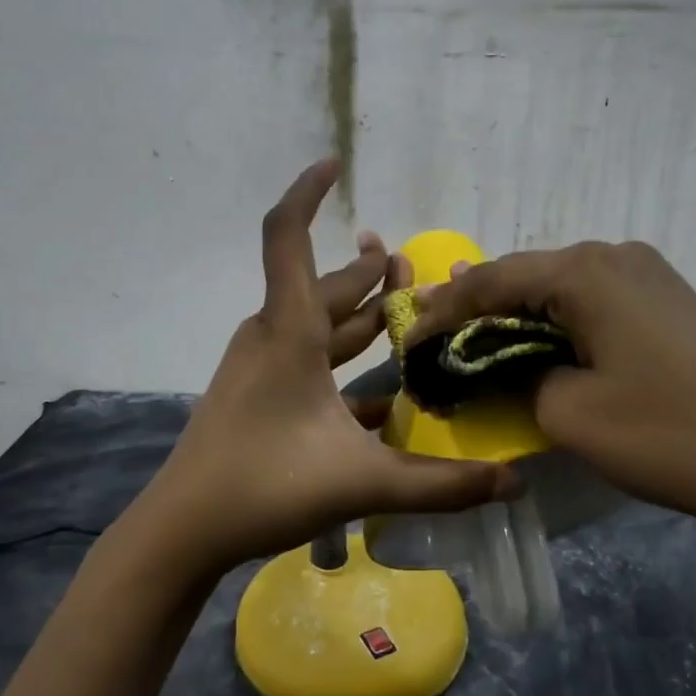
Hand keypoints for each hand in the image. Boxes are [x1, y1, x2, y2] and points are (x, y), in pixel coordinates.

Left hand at [146, 160, 516, 579]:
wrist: (183, 530)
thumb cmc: (264, 486)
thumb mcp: (362, 483)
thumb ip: (440, 483)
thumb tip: (511, 483)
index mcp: (289, 332)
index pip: (286, 236)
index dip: (307, 192)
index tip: (335, 164)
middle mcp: (272, 336)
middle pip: (323, 285)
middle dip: (367, 272)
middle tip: (410, 266)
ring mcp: (260, 366)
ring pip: (316, 324)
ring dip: (357, 316)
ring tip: (401, 311)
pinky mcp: (257, 394)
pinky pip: (306, 363)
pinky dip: (341, 364)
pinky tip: (382, 396)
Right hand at [404, 240, 695, 543]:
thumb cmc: (662, 434)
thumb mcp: (567, 410)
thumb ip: (515, 373)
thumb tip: (498, 360)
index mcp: (586, 272)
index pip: (493, 280)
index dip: (444, 310)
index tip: (408, 338)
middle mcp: (616, 255)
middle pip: (527, 274)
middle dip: (477, 306)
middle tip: (433, 333)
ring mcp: (649, 274)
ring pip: (560, 286)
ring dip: (516, 312)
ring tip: (471, 333)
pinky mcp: (667, 299)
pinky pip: (593, 299)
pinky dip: (555, 320)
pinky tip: (534, 337)